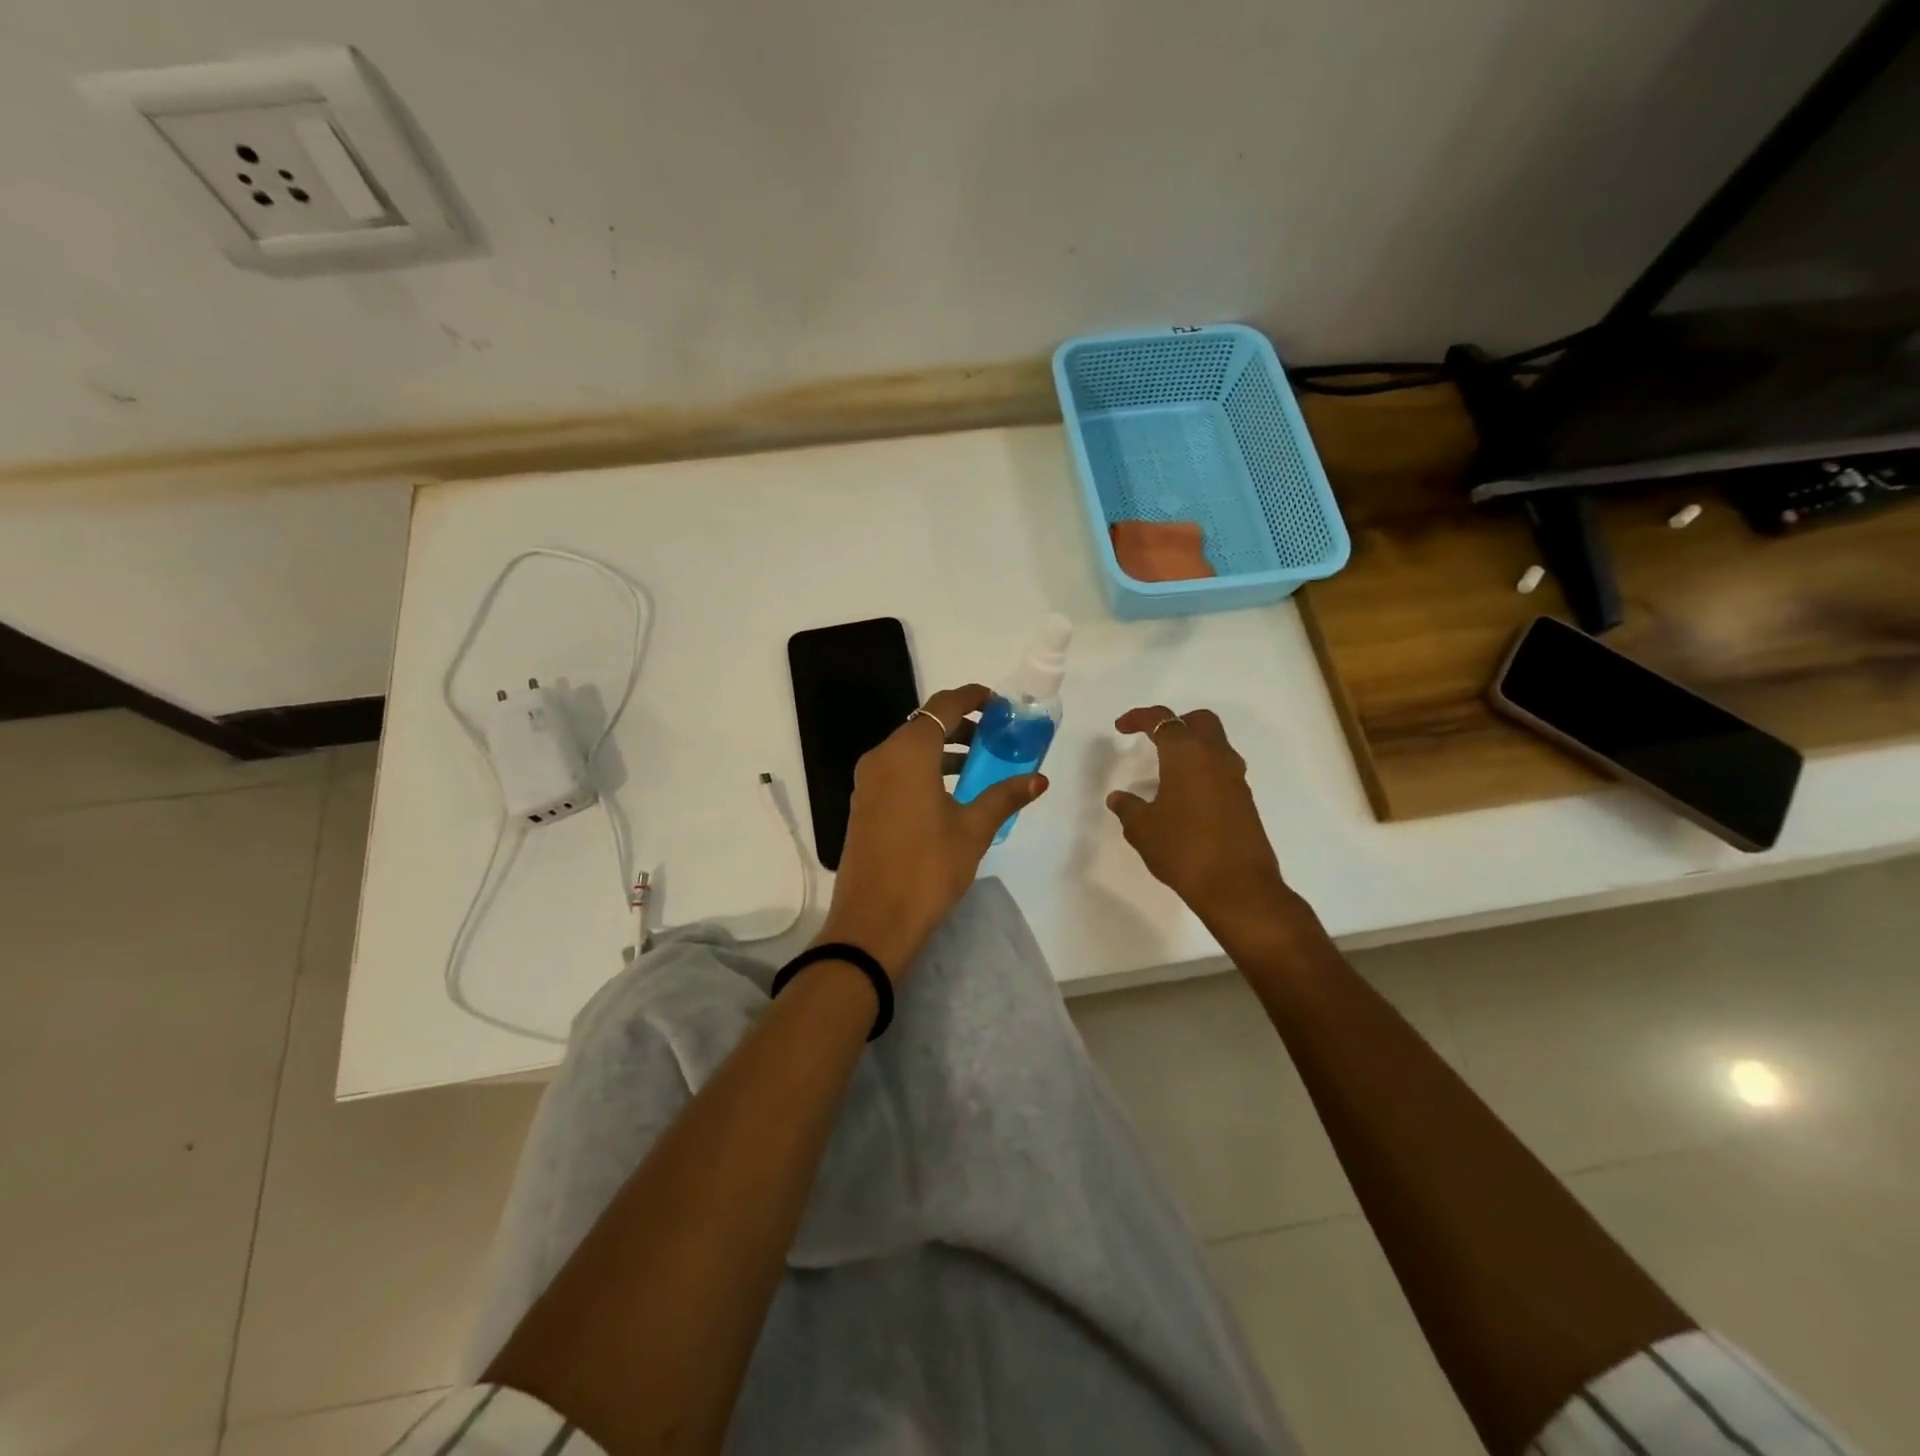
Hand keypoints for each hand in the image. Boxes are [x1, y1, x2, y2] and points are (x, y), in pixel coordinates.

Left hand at [820, 683, 1047, 980]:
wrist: (873, 921)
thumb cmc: (927, 868)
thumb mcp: (972, 830)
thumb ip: (1004, 797)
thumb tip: (1038, 779)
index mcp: (908, 753)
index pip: (943, 707)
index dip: (972, 698)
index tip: (998, 703)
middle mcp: (882, 757)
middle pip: (924, 725)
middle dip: (961, 725)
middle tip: (996, 735)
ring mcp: (868, 782)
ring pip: (909, 750)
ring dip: (943, 749)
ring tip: (980, 764)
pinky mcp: (864, 804)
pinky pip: (897, 771)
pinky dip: (924, 769)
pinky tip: (950, 792)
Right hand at [1106, 706, 1296, 941]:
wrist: (1238, 887)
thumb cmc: (1183, 849)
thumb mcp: (1142, 829)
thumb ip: (1128, 808)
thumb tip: (1118, 798)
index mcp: (1187, 754)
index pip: (1163, 720)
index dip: (1139, 718)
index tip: (1121, 727)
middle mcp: (1216, 757)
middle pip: (1200, 722)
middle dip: (1176, 723)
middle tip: (1154, 739)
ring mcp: (1235, 779)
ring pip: (1216, 745)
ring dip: (1192, 748)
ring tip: (1167, 770)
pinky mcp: (1245, 801)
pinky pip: (1221, 770)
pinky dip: (1203, 771)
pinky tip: (1185, 796)